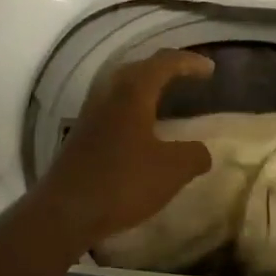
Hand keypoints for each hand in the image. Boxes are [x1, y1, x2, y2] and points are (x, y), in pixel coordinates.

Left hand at [37, 49, 216, 246]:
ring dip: (146, 87)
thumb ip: (194, 155)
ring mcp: (91, 114)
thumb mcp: (172, 171)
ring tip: (166, 98)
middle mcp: (108, 94)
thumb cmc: (122, 183)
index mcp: (132, 93)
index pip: (164, 62)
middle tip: (188, 76)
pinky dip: (133, 108)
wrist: (64, 212)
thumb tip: (201, 152)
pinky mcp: (82, 135)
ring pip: (122, 87)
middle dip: (165, 68)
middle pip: (139, 68)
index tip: (210, 70)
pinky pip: (113, 108)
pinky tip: (143, 129)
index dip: (190, 62)